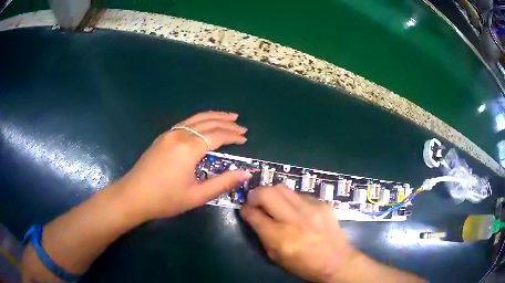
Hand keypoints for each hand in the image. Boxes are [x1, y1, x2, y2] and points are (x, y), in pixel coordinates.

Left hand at [115, 111, 251, 222]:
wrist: (133, 196)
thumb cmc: (165, 199)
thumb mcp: (197, 196)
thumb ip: (222, 183)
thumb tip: (246, 173)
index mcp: (188, 149)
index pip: (216, 135)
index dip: (232, 136)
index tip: (244, 138)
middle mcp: (179, 135)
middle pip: (207, 122)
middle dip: (226, 123)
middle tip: (240, 125)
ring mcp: (168, 134)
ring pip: (195, 119)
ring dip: (213, 117)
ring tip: (228, 117)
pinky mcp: (162, 138)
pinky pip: (185, 123)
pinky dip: (199, 120)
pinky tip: (204, 125)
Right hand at [240, 185, 357, 282]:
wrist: (336, 261)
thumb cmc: (304, 265)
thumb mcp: (276, 258)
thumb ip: (263, 236)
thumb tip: (255, 217)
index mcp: (281, 238)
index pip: (254, 215)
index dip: (245, 210)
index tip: (245, 209)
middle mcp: (295, 220)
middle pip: (266, 193)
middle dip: (255, 194)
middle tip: (255, 201)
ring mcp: (311, 209)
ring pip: (283, 188)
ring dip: (272, 193)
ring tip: (273, 203)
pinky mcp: (322, 204)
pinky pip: (299, 195)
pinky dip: (291, 200)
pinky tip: (295, 210)